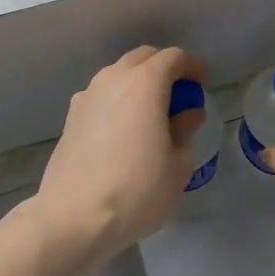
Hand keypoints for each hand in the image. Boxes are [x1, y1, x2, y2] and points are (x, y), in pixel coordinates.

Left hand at [34, 46, 207, 262]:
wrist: (73, 218)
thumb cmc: (136, 190)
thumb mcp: (178, 165)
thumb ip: (185, 130)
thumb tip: (188, 114)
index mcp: (145, 83)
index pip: (174, 57)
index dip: (193, 67)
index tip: (203, 85)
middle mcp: (114, 78)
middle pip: (144, 58)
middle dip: (165, 69)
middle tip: (180, 97)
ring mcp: (87, 95)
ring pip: (119, 74)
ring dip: (139, 84)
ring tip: (152, 114)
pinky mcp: (71, 116)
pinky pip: (102, 95)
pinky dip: (118, 101)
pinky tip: (124, 130)